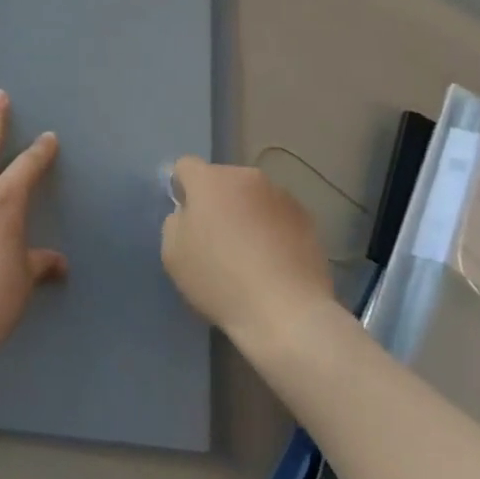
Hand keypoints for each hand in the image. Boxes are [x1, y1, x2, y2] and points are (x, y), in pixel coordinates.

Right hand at [161, 157, 333, 348]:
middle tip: (216, 240)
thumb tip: (189, 214)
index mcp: (209, 180)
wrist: (286, 312)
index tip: (186, 219)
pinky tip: (274, 263)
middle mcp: (246, 177)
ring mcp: (280, 195)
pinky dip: (272, 230)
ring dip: (246, 214)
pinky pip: (278, 216)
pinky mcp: (307, 218)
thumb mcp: (173, 254)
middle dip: (217, 202)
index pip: (185, 166)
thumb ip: (175, 222)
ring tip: (250, 255)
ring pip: (252, 197)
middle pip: (222, 181)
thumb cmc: (220, 280)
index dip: (181, 189)